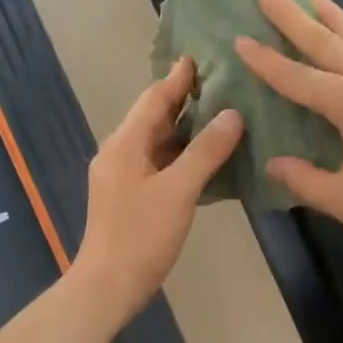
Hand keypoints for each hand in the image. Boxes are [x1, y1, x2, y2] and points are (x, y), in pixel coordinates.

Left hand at [72, 57, 243, 324]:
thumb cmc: (141, 235)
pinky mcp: (131, 198)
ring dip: (186, 130)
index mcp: (125, 144)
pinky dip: (183, 157)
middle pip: (154, 118)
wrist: (109, 285)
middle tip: (221, 83)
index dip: (178, 78)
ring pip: (158, 143)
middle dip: (185, 100)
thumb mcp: (178, 190)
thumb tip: (232, 114)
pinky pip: (160, 166)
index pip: (154, 99)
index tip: (201, 56)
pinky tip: (209, 159)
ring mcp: (124, 177)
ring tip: (222, 115)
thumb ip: (206, 151)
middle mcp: (120, 153)